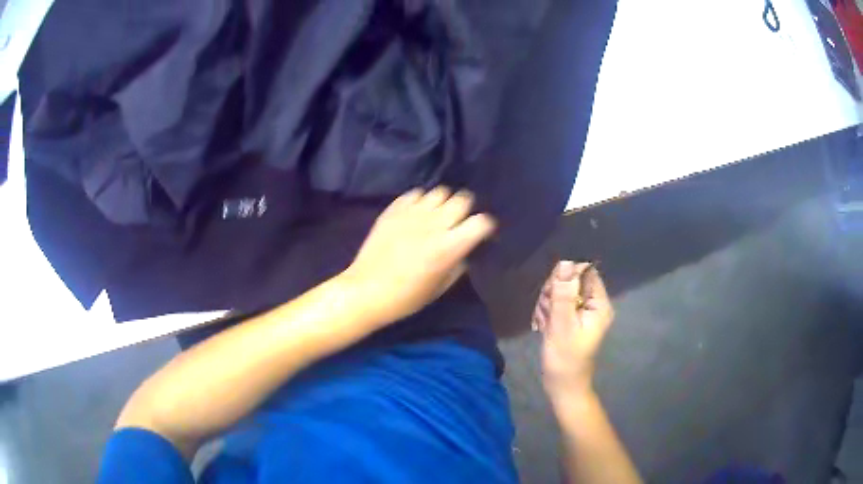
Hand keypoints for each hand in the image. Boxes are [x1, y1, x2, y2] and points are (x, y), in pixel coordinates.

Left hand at [342, 187, 495, 325]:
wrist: (366, 290)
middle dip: (466, 209)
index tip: (481, 233)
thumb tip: (464, 250)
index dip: (485, 226)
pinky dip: (421, 201)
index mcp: (449, 247)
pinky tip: (416, 214)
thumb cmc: (406, 298)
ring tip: (436, 215)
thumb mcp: (440, 288)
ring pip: (439, 192)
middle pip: (462, 199)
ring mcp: (412, 213)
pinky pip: (415, 193)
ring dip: (443, 203)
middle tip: (458, 221)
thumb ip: (458, 265)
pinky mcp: (393, 210)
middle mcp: (434, 224)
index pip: (481, 222)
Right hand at [533, 261, 614, 402]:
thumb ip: (564, 294)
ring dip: (547, 304)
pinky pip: (556, 304)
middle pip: (570, 280)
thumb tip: (565, 262)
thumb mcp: (562, 325)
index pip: (585, 272)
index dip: (566, 276)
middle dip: (554, 293)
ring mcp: (581, 312)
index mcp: (599, 304)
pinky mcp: (571, 319)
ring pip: (560, 292)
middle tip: (548, 313)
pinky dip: (546, 312)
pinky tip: (543, 326)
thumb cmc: (565, 358)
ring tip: (545, 323)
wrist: (562, 386)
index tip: (553, 292)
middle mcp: (593, 304)